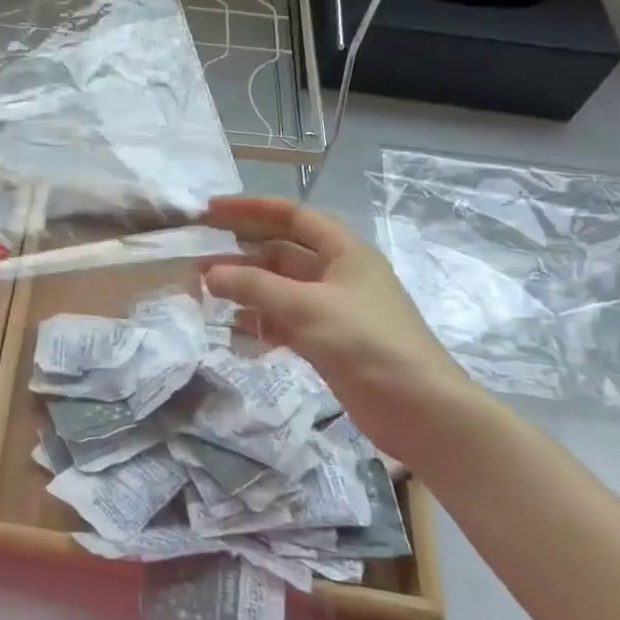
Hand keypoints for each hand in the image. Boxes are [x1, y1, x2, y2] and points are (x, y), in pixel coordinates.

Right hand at [202, 195, 502, 472]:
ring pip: (281, 289)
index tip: (211, 211)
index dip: (251, 209)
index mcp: (345, 251)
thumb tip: (208, 273)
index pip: (293, 215)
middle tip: (200, 260)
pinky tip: (237, 331)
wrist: (420, 410)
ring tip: (209, 295)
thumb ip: (254, 287)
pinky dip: (262, 323)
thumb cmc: (366, 342)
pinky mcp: (329, 341)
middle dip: (242, 255)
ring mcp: (334, 309)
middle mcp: (339, 274)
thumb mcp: (306, 307)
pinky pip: (286, 321)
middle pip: (282, 253)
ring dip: (248, 290)